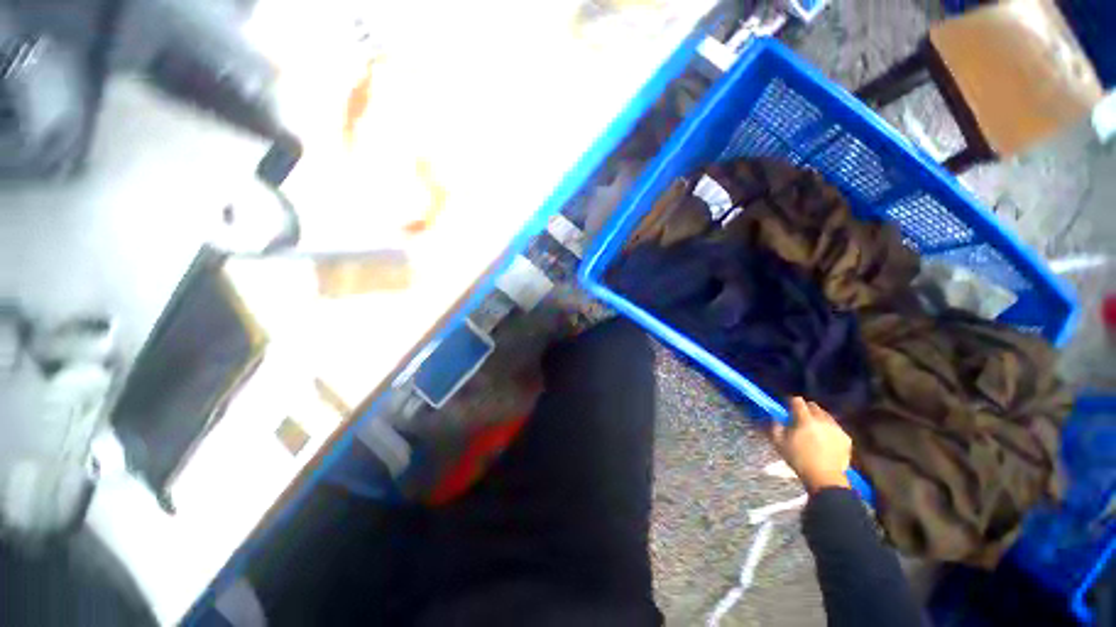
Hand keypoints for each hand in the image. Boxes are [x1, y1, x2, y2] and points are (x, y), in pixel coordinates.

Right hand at [771, 397, 851, 493]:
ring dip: (818, 418)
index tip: (788, 408)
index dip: (791, 402)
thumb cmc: (798, 459)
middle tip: (800, 419)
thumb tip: (775, 416)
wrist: (824, 478)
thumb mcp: (779, 443)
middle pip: (813, 406)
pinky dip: (829, 429)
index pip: (797, 401)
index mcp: (805, 419)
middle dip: (806, 409)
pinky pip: (835, 427)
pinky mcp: (846, 437)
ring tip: (813, 429)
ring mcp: (836, 428)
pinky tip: (825, 439)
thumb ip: (775, 426)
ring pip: (826, 415)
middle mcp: (822, 420)